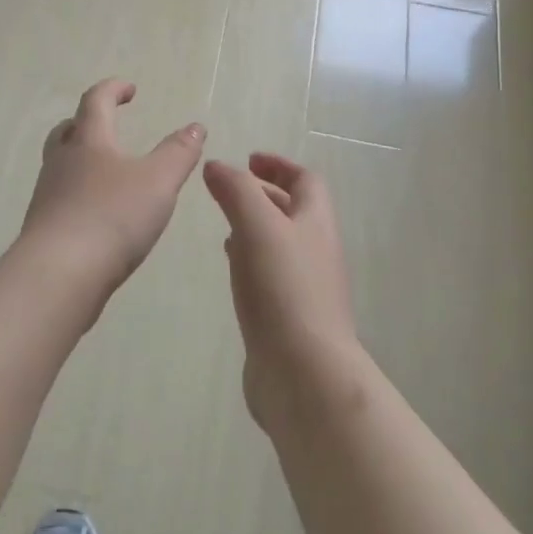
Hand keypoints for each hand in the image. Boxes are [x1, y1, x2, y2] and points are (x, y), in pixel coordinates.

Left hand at [16, 79, 206, 308]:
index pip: (96, 101)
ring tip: (106, 172)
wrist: (58, 275)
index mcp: (89, 142)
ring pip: (61, 164)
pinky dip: (78, 193)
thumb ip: (179, 153)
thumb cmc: (112, 217)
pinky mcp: (44, 228)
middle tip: (107, 123)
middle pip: (68, 130)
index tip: (130, 89)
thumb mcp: (158, 182)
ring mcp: (48, 195)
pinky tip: (97, 213)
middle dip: (87, 121)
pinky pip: (61, 197)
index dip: (112, 89)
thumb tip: (195, 126)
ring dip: (80, 158)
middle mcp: (62, 162)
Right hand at [202, 153, 358, 429]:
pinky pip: (270, 276)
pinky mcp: (289, 317)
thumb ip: (236, 190)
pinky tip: (232, 269)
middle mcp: (316, 250)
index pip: (305, 180)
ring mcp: (305, 287)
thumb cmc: (284, 289)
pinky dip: (250, 261)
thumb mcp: (257, 226)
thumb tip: (216, 165)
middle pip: (294, 210)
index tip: (248, 159)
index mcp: (316, 223)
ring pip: (280, 243)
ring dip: (255, 228)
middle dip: (263, 194)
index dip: (278, 165)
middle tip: (227, 189)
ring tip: (224, 225)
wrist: (305, 374)